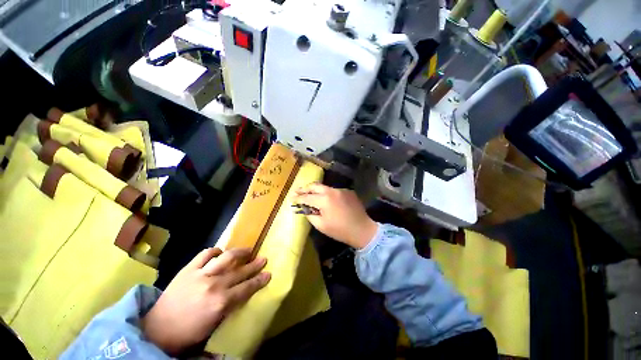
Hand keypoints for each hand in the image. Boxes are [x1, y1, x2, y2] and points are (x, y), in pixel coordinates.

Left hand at [141, 248, 270, 354]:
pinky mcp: (188, 269)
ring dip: (239, 253)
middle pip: (240, 272)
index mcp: (220, 303)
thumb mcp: (213, 327)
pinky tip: (220, 252)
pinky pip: (205, 254)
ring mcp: (201, 274)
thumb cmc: (187, 333)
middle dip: (254, 265)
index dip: (259, 280)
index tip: (269, 273)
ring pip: (226, 258)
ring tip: (247, 250)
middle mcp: (214, 285)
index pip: (246, 288)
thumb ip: (230, 310)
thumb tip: (245, 300)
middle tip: (263, 259)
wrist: (156, 330)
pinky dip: (215, 251)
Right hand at [293, 183, 377, 248]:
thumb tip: (304, 208)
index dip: (298, 198)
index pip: (307, 197)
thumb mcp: (321, 225)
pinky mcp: (348, 191)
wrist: (362, 229)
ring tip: (310, 195)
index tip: (291, 198)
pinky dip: (328, 194)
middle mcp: (332, 191)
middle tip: (297, 191)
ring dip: (316, 190)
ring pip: (325, 187)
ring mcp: (341, 190)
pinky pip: (334, 191)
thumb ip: (310, 214)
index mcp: (325, 200)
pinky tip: (327, 200)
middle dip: (305, 188)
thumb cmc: (340, 230)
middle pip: (315, 186)